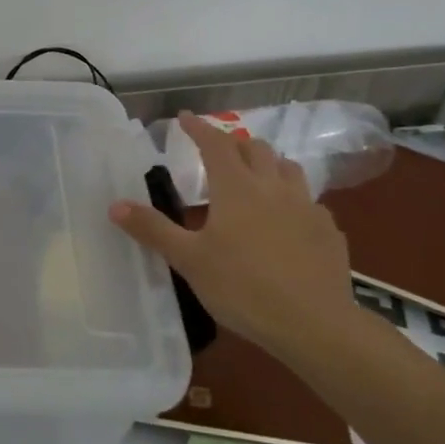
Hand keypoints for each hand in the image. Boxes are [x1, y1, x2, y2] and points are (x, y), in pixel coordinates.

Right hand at [109, 112, 353, 357]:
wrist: (315, 325)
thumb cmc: (242, 287)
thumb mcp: (188, 260)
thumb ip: (153, 229)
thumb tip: (115, 205)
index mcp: (237, 188)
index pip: (215, 144)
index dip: (199, 128)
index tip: (184, 118)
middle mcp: (273, 187)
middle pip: (256, 149)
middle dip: (234, 144)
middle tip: (218, 153)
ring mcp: (307, 207)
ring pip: (288, 169)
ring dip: (268, 164)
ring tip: (255, 177)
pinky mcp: (329, 232)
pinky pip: (310, 202)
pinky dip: (292, 199)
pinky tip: (287, 220)